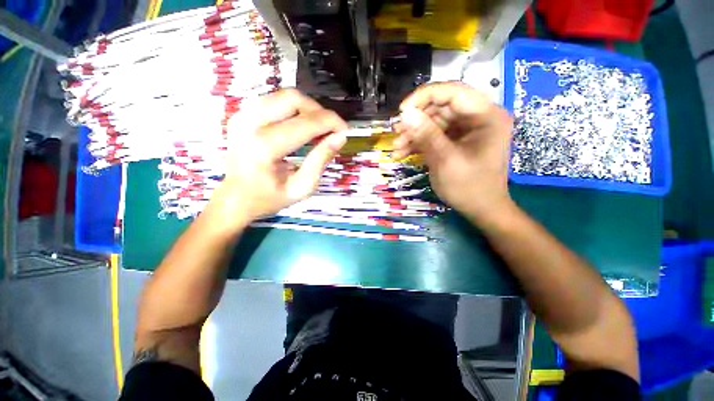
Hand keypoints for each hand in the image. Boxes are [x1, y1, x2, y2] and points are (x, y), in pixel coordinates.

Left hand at [212, 89, 347, 225]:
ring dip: (307, 109)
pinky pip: (273, 101)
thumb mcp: (302, 188)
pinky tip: (299, 126)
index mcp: (265, 147)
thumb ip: (321, 161)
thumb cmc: (270, 198)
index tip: (345, 130)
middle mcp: (250, 124)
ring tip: (317, 128)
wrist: (235, 198)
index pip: (306, 123)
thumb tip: (340, 137)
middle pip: (293, 99)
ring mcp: (242, 116)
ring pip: (283, 95)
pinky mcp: (241, 114)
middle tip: (331, 129)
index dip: (331, 122)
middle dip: (319, 111)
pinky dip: (293, 110)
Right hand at [393, 82, 514, 221]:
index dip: (425, 97)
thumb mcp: (446, 161)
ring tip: (396, 149)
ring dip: (413, 135)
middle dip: (416, 121)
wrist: (481, 210)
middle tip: (396, 134)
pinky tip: (402, 154)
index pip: (453, 92)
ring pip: (434, 122)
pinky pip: (434, 135)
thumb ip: (427, 135)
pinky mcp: (456, 141)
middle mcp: (478, 117)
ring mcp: (466, 130)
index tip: (402, 111)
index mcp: (486, 116)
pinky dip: (418, 144)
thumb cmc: (470, 188)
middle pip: (441, 108)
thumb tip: (405, 114)